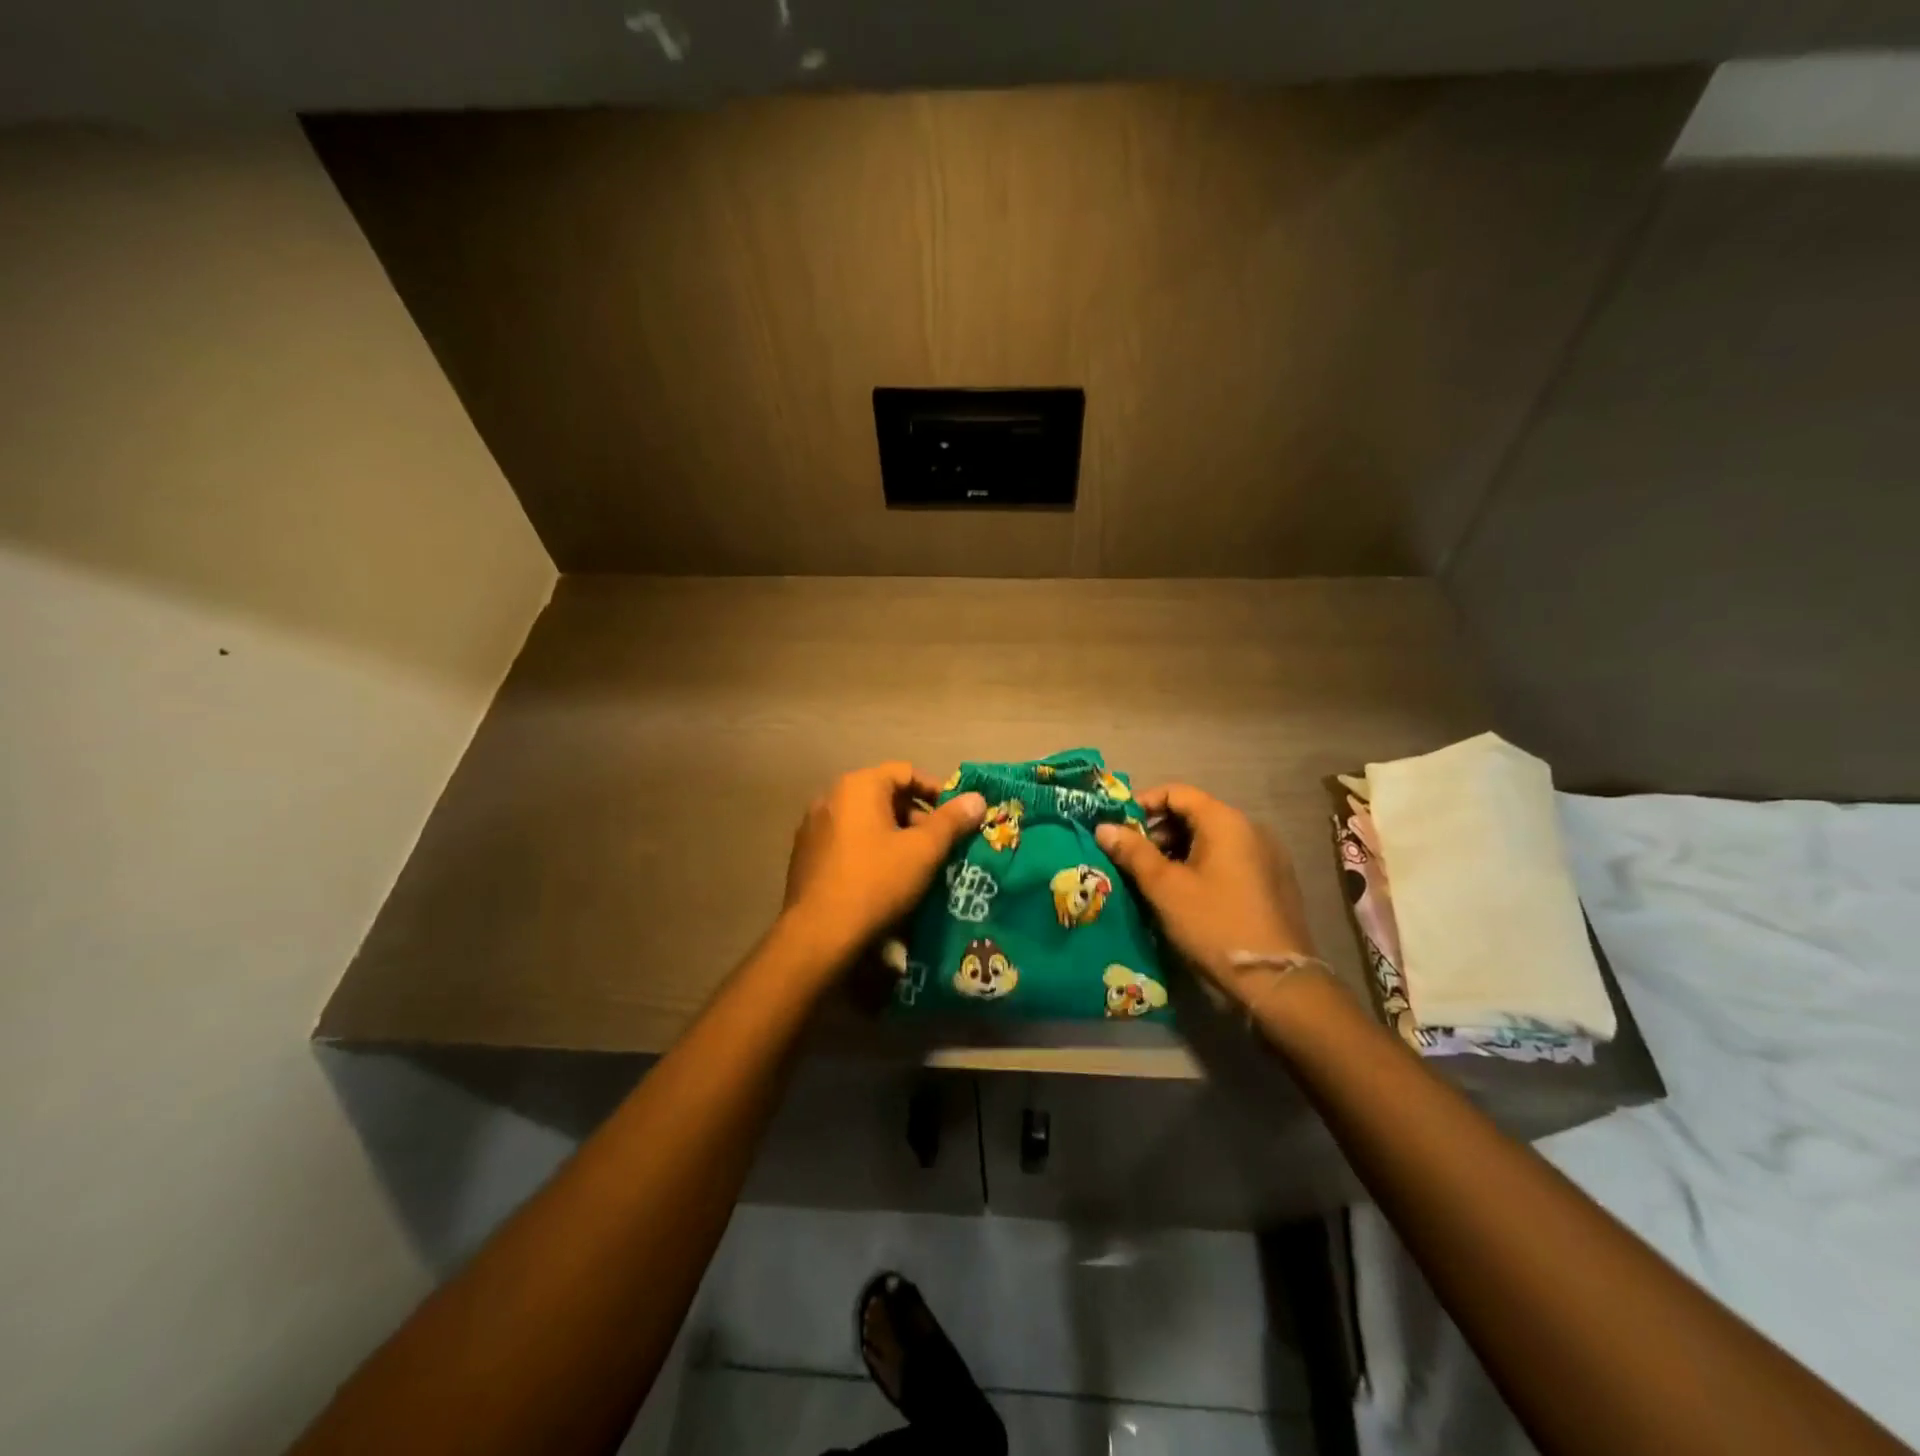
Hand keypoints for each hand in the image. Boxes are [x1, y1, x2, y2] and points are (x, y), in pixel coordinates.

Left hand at [781, 762, 985, 968]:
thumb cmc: (876, 882)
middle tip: (940, 846)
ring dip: (894, 836)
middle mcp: (831, 798)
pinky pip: (847, 842)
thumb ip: (952, 821)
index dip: (936, 790)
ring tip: (916, 865)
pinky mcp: (805, 856)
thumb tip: (977, 798)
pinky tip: (884, 880)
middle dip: (917, 818)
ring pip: (866, 821)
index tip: (957, 816)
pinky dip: (870, 851)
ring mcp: (813, 827)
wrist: (818, 935)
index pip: (906, 772)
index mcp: (858, 786)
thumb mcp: (923, 851)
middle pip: (884, 796)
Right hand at [1095, 784, 1317, 1001]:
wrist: (1276, 981)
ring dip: (1178, 850)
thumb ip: (1133, 852)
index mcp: (1225, 821)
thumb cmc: (1214, 924)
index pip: (1176, 792)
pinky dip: (1201, 865)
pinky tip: (1186, 894)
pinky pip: (1228, 858)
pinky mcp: (1272, 880)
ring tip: (1153, 879)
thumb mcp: (1165, 888)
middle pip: (1194, 813)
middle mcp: (1250, 828)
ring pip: (1210, 838)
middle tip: (1131, 858)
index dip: (1142, 804)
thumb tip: (1103, 827)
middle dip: (1158, 831)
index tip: (1117, 827)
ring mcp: (1266, 854)